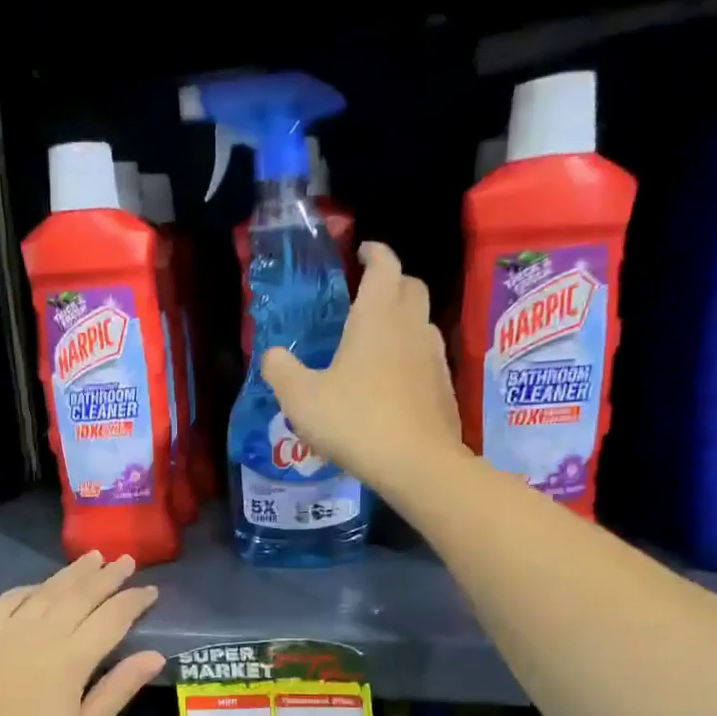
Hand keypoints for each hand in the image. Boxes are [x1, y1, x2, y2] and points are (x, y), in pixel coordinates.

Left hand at [0, 553, 164, 715]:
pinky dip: (30, 588)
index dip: (133, 601)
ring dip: (72, 573)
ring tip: (93, 557)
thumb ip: (119, 688)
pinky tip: (41, 586)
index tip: (150, 590)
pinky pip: (8, 600)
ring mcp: (5, 632)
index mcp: (71, 660)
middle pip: (80, 595)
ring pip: (46, 591)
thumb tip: (155, 654)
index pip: (112, 618)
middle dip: (107, 576)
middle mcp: (40, 635)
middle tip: (126, 560)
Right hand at [260, 242, 467, 493]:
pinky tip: (393, 382)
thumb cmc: (355, 421)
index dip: (374, 252)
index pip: (384, 265)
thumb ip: (280, 371)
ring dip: (402, 320)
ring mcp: (433, 357)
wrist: (416, 464)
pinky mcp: (444, 387)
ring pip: (421, 322)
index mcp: (377, 316)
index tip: (362, 251)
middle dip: (392, 282)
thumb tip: (272, 354)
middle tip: (367, 294)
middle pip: (411, 286)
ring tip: (377, 340)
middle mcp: (410, 327)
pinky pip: (427, 357)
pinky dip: (410, 356)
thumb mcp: (301, 399)